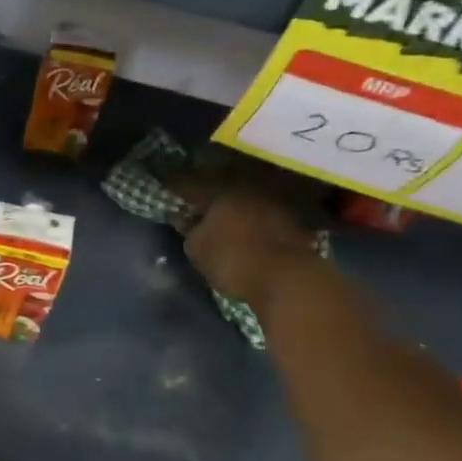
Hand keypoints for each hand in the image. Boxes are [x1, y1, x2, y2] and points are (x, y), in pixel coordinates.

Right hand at [171, 165, 320, 314]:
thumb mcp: (197, 248)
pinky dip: (258, 220)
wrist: (288, 279)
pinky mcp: (296, 222)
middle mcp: (250, 188)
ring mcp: (276, 203)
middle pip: (224, 186)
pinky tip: (252, 229)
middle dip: (210, 192)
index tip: (165, 182)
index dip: (176, 184)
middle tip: (198, 200)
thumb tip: (184, 218)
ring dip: (237, 206)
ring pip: (249, 199)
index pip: (191, 184)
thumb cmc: (233, 260)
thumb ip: (189, 230)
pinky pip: (269, 215)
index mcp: (221, 190)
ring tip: (226, 216)